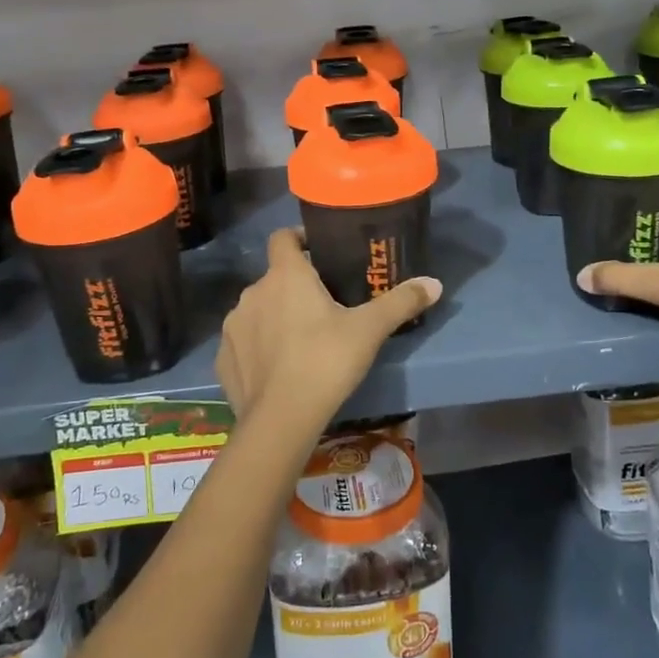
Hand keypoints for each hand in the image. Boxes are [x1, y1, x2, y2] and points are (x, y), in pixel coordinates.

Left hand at [217, 228, 440, 428]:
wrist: (280, 420)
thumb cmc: (326, 361)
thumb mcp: (369, 330)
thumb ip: (400, 302)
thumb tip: (435, 283)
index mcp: (285, 276)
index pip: (282, 237)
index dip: (298, 238)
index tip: (318, 251)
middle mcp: (253, 292)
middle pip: (274, 278)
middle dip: (295, 287)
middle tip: (323, 306)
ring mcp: (234, 326)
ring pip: (258, 310)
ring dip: (275, 316)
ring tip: (301, 340)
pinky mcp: (223, 359)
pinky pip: (243, 342)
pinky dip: (258, 348)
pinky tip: (277, 369)